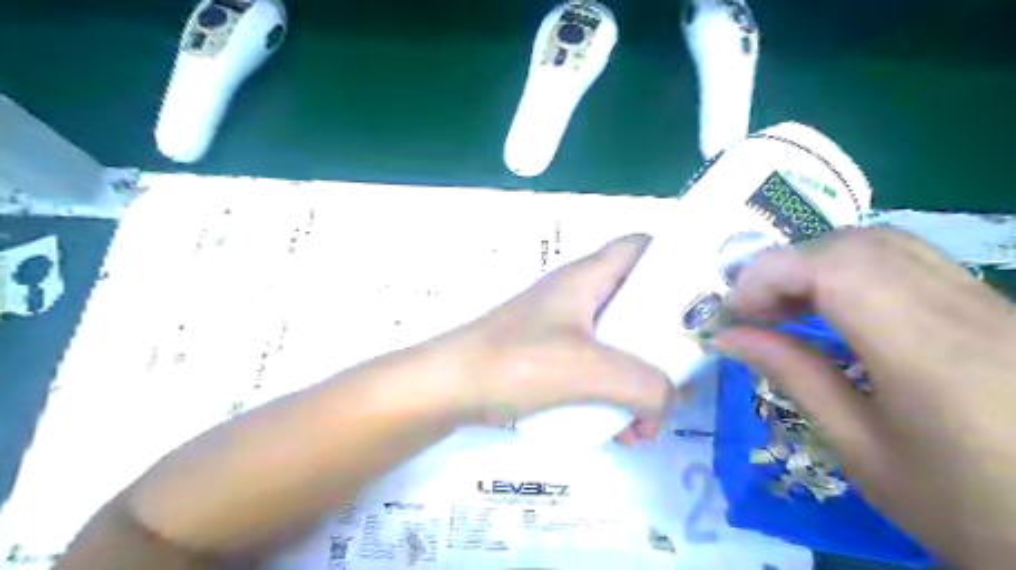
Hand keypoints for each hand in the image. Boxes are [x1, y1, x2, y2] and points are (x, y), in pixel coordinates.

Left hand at [445, 234, 673, 442]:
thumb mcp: (587, 370)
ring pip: (620, 345)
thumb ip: (643, 383)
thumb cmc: (514, 362)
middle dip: (663, 345)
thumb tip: (669, 399)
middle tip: (681, 379)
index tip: (703, 300)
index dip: (674, 262)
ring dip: (639, 382)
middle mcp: (579, 296)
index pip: (641, 248)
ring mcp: (564, 328)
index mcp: (588, 278)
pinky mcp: (552, 357)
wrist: (447, 389)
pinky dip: (613, 397)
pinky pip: (597, 371)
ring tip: (647, 425)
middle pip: (638, 304)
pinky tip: (619, 433)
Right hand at [718, 226, 1015, 565]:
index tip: (736, 313)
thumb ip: (795, 377)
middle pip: (855, 244)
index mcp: (926, 353)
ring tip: (790, 309)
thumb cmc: (965, 507)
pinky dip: (853, 273)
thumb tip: (730, 336)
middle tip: (758, 312)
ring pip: (883, 244)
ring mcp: (987, 302)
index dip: (770, 275)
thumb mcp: (862, 450)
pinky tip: (837, 310)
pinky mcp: (995, 307)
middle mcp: (961, 309)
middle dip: (788, 267)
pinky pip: (909, 262)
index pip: (835, 268)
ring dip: (818, 265)